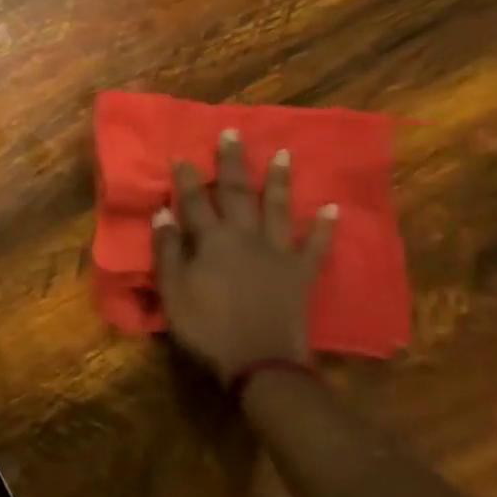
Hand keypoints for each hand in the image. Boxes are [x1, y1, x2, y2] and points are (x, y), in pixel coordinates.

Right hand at [152, 131, 336, 386]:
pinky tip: (333, 208)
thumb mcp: (174, 293)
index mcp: (212, 241)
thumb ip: (168, 251)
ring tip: (285, 154)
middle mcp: (245, 236)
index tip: (182, 155)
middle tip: (232, 132)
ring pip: (278, 208)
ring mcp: (277, 252)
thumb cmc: (208, 329)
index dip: (187, 178)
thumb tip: (163, 213)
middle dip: (232, 162)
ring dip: (280, 181)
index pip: (195, 201)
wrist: (261, 363)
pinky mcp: (301, 272)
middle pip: (237, 193)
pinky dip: (326, 228)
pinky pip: (316, 246)